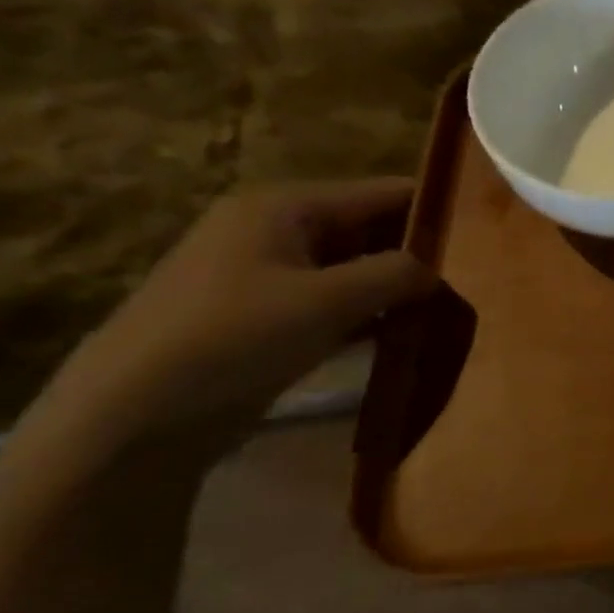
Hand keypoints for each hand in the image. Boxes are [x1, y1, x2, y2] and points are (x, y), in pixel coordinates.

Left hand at [41, 180, 435, 460]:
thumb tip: (437, 269)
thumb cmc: (233, 339)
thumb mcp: (328, 300)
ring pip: (352, 269)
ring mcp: (264, 276)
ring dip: (394, 288)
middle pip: (368, 229)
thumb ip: (397, 274)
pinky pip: (331, 303)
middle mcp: (274, 230)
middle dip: (417, 254)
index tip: (486, 235)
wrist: (127, 420)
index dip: (434, 210)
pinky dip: (366, 315)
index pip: (383, 193)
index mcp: (284, 207)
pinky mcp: (261, 319)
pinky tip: (404, 334)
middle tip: (472, 279)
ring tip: (449, 307)